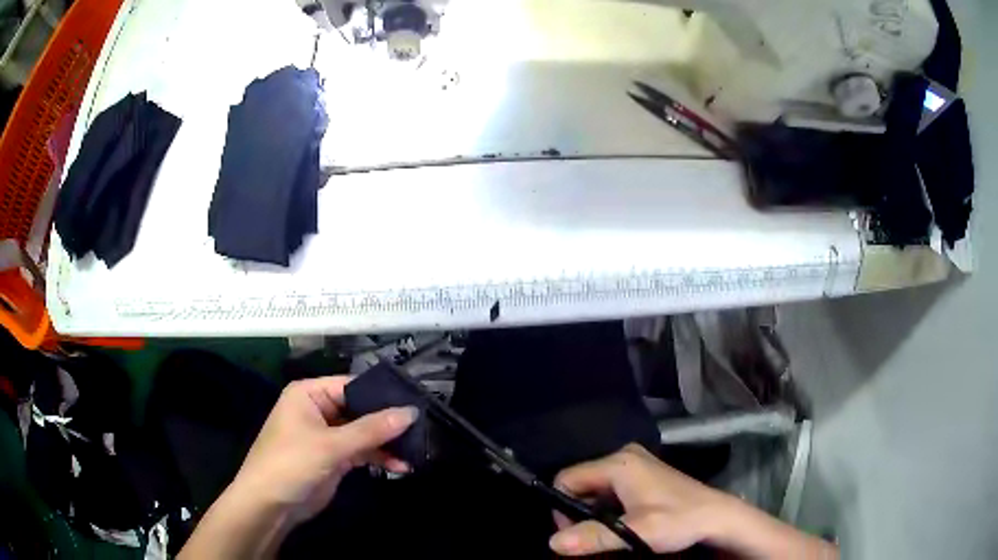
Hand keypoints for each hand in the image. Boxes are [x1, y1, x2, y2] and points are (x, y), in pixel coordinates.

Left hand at [233, 377, 417, 522]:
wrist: (270, 505)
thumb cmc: (292, 463)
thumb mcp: (331, 445)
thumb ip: (371, 430)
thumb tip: (411, 412)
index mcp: (310, 393)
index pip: (352, 385)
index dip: (383, 394)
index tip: (416, 403)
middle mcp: (319, 409)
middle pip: (361, 409)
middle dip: (388, 422)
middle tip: (423, 428)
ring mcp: (327, 435)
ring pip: (364, 432)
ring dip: (387, 443)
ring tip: (416, 451)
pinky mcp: (334, 458)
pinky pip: (361, 451)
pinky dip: (379, 458)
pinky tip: (401, 466)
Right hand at [549, 443, 729, 555]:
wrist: (717, 516)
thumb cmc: (678, 520)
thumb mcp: (635, 533)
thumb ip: (593, 537)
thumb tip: (553, 543)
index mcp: (619, 463)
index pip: (567, 478)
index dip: (562, 507)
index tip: (575, 533)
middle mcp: (624, 456)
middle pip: (581, 482)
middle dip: (578, 511)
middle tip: (592, 537)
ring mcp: (636, 464)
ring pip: (595, 488)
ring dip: (594, 512)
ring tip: (608, 533)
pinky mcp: (644, 475)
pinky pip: (611, 490)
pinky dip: (608, 508)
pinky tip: (622, 524)